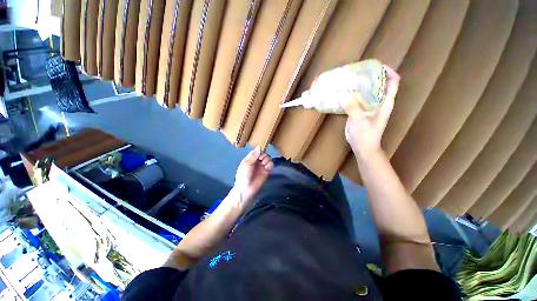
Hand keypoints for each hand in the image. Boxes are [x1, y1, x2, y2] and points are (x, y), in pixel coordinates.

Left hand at [234, 146, 273, 202]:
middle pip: (263, 154)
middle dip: (264, 155)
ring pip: (268, 158)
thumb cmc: (243, 176)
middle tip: (261, 159)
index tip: (260, 152)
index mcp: (250, 158)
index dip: (259, 150)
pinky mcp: (267, 172)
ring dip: (267, 159)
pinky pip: (271, 165)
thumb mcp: (246, 164)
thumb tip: (259, 146)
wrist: (246, 190)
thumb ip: (253, 156)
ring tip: (264, 164)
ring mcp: (262, 166)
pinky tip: (267, 167)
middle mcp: (256, 161)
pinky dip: (270, 165)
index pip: (257, 151)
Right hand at [344, 65, 399, 155]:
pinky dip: (351, 95)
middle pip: (378, 85)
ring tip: (348, 80)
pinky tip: (343, 93)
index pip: (393, 82)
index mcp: (385, 103)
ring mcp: (369, 107)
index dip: (388, 72)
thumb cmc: (366, 135)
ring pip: (366, 92)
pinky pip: (357, 100)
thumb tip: (342, 95)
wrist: (362, 147)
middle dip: (370, 77)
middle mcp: (379, 102)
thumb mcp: (360, 120)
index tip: (376, 66)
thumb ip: (352, 108)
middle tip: (357, 72)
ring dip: (359, 86)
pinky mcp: (360, 112)